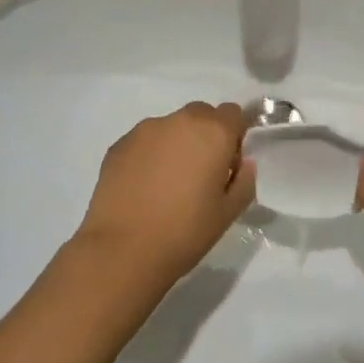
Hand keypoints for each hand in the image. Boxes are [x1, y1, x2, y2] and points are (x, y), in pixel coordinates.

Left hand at [75, 101, 256, 293]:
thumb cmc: (185, 232)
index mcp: (213, 133)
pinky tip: (144, 186)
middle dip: (205, 135)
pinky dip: (150, 154)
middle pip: (201, 114)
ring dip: (176, 143)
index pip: (233, 113)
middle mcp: (179, 121)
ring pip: (170, 127)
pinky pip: (144, 141)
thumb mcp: (228, 212)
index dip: (234, 136)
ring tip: (167, 182)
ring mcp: (145, 130)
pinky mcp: (119, 144)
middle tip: (200, 173)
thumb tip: (242, 163)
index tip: (228, 164)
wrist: (124, 249)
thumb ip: (243, 180)